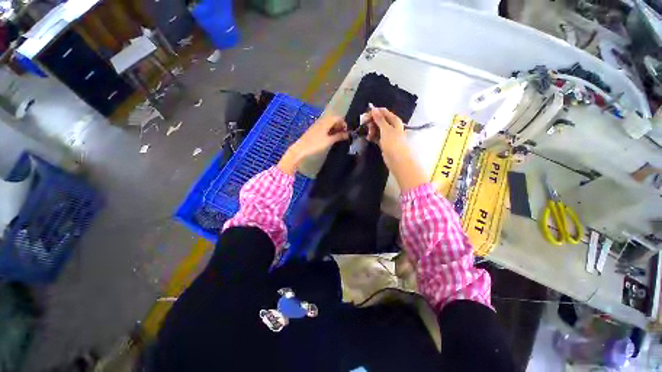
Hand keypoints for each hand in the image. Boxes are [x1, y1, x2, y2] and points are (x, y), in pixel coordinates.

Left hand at [278, 115, 348, 174]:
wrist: (300, 149)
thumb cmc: (315, 145)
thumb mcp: (328, 141)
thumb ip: (339, 136)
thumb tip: (348, 134)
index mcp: (326, 122)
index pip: (338, 117)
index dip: (344, 123)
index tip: (347, 132)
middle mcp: (321, 121)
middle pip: (333, 119)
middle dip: (340, 126)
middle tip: (343, 135)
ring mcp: (317, 125)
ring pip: (329, 123)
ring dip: (335, 129)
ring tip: (338, 137)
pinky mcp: (314, 130)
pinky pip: (324, 127)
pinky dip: (329, 131)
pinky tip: (330, 138)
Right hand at [368, 107, 427, 193]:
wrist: (397, 160)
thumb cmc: (393, 143)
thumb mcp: (385, 129)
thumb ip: (379, 119)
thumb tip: (373, 108)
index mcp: (394, 120)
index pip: (383, 112)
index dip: (374, 113)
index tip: (364, 117)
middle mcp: (391, 126)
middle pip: (379, 120)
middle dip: (372, 122)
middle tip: (365, 127)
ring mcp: (388, 135)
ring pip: (377, 129)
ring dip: (372, 130)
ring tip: (368, 136)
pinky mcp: (384, 142)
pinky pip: (377, 136)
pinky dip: (373, 136)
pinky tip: (369, 138)